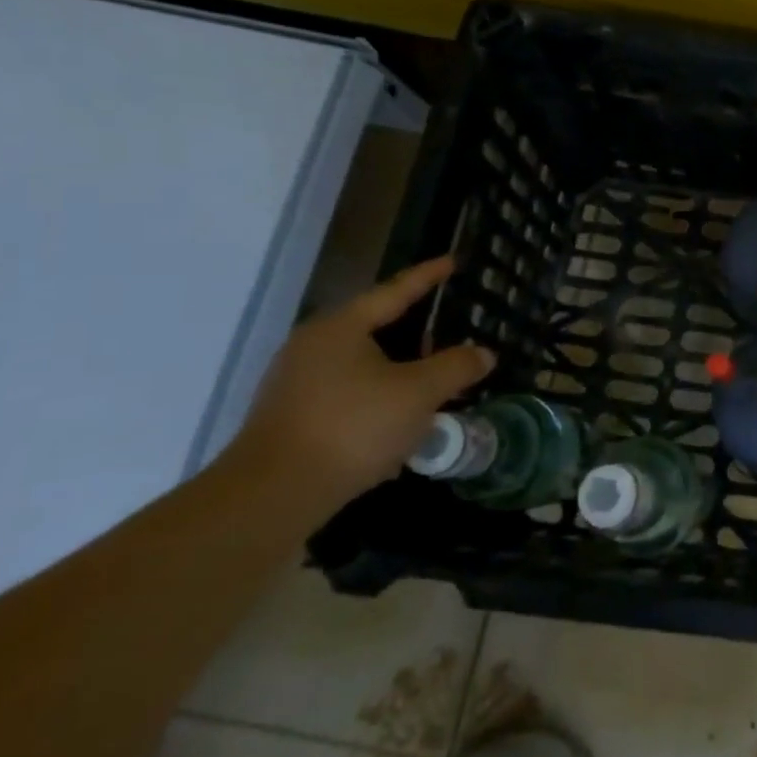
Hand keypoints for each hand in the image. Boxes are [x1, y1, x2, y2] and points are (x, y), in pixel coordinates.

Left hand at [226, 256, 495, 504]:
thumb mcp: (419, 393)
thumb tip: (483, 353)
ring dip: (399, 369)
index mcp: (341, 328)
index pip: (394, 291)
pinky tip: (401, 419)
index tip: (451, 261)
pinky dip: (379, 396)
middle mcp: (313, 346)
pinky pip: (349, 392)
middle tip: (451, 330)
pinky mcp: (293, 416)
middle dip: (416, 330)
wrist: (273, 495)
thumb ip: (456, 367)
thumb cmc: (353, 427)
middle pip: (375, 326)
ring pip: (363, 363)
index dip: (427, 277)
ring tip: (432, 379)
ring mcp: (298, 382)